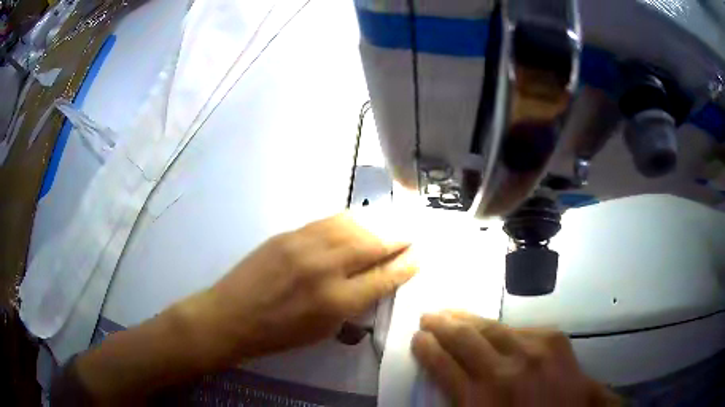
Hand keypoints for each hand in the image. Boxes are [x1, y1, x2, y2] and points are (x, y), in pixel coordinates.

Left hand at [180, 212, 417, 366]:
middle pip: (373, 244)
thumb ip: (353, 303)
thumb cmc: (279, 333)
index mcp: (336, 301)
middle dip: (398, 237)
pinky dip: (350, 220)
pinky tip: (360, 219)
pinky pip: (328, 221)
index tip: (420, 256)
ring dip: (378, 223)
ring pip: (352, 225)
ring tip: (392, 222)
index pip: (383, 276)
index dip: (406, 265)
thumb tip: (375, 280)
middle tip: (413, 234)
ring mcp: (304, 245)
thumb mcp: (324, 329)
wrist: (232, 315)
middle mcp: (325, 268)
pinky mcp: (288, 234)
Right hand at [412, 311, 620, 406]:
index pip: (443, 365)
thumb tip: (448, 377)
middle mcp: (504, 370)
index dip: (426, 349)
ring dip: (467, 318)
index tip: (417, 338)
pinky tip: (492, 327)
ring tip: (452, 312)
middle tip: (428, 316)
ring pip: (491, 327)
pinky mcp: (553, 339)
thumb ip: (463, 401)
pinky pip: (519, 328)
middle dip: (441, 325)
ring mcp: (532, 350)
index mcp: (481, 399)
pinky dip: (500, 328)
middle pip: (464, 339)